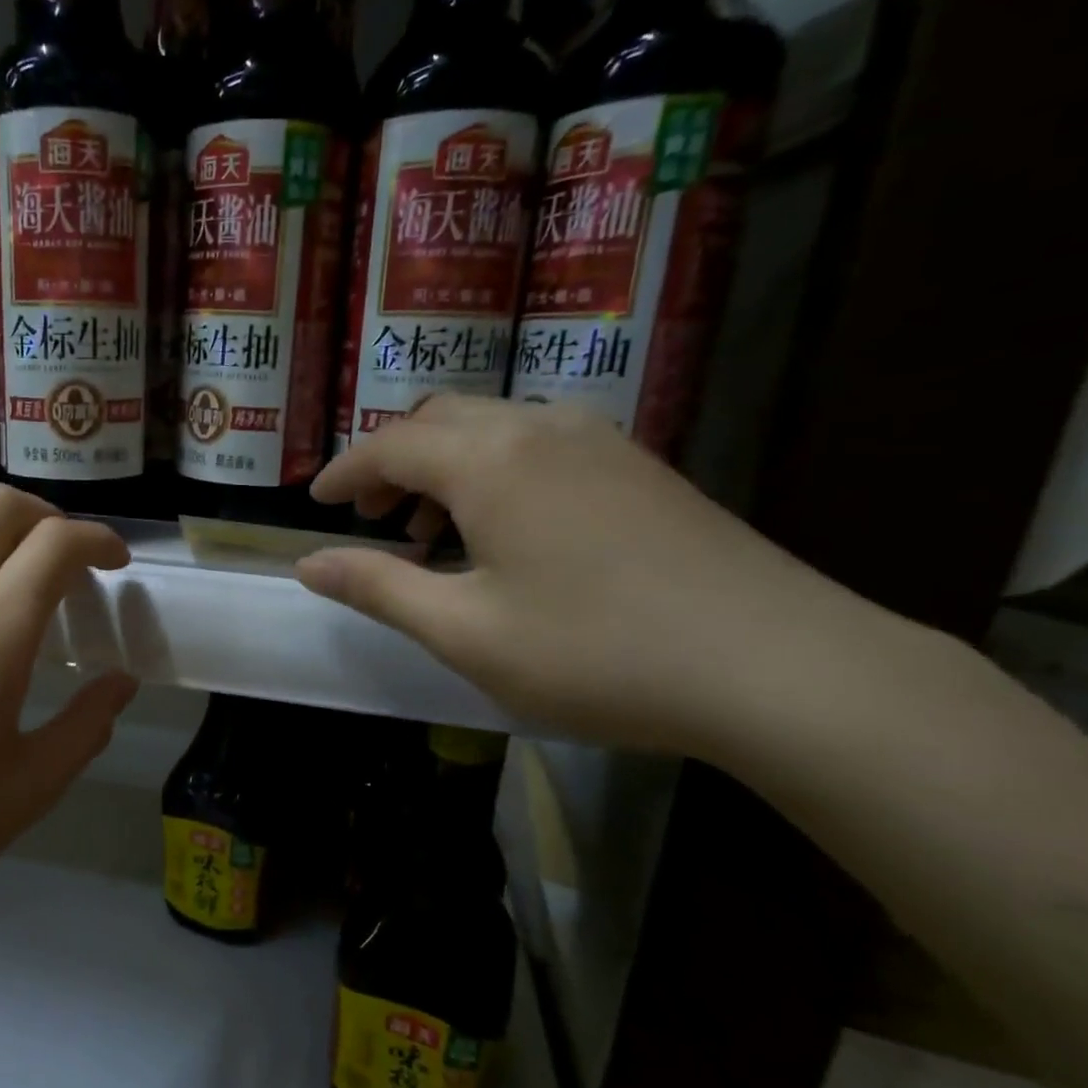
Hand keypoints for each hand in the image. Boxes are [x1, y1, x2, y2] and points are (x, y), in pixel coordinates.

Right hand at [298, 397, 884, 755]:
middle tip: (369, 519)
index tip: (313, 503)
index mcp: (489, 461)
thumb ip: (378, 588)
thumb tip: (308, 564)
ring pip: (490, 427)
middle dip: (390, 462)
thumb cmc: (595, 652)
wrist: (779, 667)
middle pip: (439, 419)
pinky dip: (492, 471)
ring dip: (442, 466)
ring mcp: (598, 441)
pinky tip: (502, 533)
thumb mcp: (464, 631)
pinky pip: (537, 444)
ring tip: (429, 535)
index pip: (389, 445)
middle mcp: (540, 428)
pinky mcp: (637, 466)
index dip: (343, 473)